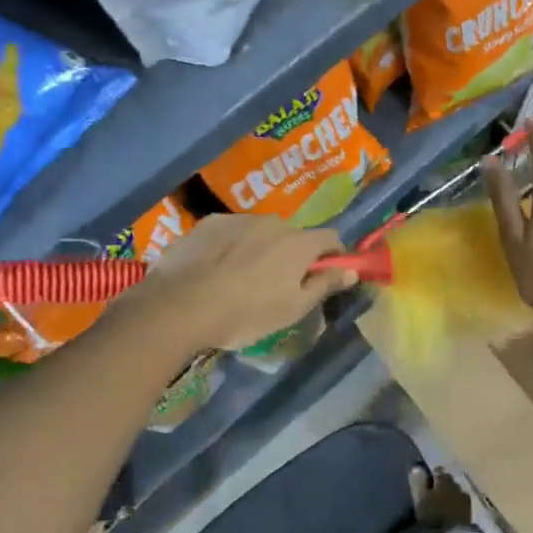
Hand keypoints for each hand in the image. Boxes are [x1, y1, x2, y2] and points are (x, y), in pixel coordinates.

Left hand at [142, 215, 356, 351]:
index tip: (326, 275)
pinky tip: (216, 270)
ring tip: (242, 278)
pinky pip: (232, 232)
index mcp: (299, 243)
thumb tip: (351, 271)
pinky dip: (232, 246)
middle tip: (279, 285)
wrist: (181, 305)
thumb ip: (325, 285)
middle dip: (293, 255)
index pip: (331, 237)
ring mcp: (239, 219)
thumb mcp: (293, 308)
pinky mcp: (209, 223)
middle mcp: (274, 222)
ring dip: (261, 249)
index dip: (334, 256)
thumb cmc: (247, 313)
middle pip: (294, 236)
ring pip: (261, 233)